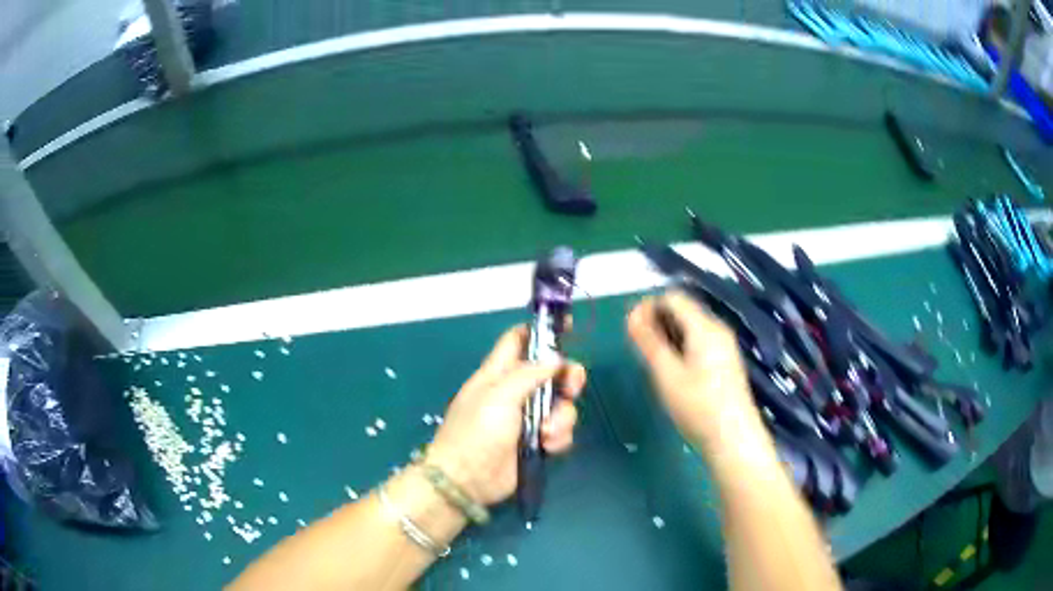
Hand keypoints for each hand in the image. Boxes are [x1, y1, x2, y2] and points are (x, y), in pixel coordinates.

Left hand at [426, 325, 586, 506]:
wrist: (467, 479)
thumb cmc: (476, 431)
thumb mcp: (499, 395)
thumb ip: (529, 373)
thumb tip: (555, 359)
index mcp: (498, 373)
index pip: (519, 340)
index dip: (542, 331)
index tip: (568, 327)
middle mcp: (515, 392)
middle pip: (551, 373)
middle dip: (567, 378)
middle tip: (572, 387)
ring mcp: (527, 418)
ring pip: (560, 405)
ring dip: (561, 417)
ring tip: (546, 432)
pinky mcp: (537, 442)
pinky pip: (559, 431)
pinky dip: (559, 437)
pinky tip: (548, 446)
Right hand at [627, 291, 762, 452]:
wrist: (734, 439)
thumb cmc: (698, 406)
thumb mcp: (667, 374)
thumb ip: (648, 342)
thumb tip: (631, 314)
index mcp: (704, 326)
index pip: (672, 297)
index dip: (647, 306)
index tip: (630, 330)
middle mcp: (717, 329)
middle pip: (682, 310)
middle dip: (656, 321)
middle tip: (637, 347)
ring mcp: (724, 346)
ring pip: (690, 327)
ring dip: (667, 335)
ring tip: (652, 361)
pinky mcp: (725, 362)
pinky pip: (698, 342)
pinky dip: (680, 347)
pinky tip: (673, 371)